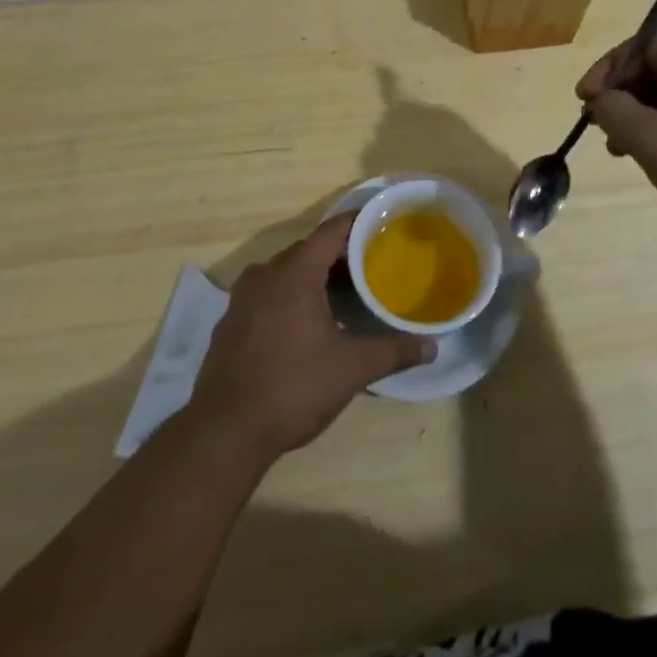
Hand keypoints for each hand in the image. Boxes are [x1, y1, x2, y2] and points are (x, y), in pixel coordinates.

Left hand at [190, 214, 434, 461]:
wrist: (224, 432)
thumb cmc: (292, 388)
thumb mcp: (351, 369)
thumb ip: (392, 351)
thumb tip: (432, 346)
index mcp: (293, 274)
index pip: (331, 232)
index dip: (357, 224)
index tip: (383, 226)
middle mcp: (265, 275)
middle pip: (308, 250)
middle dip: (339, 255)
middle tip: (372, 266)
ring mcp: (242, 299)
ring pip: (285, 273)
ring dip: (314, 277)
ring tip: (345, 293)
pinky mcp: (231, 322)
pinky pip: (267, 294)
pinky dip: (290, 296)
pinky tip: (307, 323)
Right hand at [576, 33, 656, 270]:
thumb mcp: (656, 142)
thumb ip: (616, 111)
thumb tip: (599, 100)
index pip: (646, 47)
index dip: (609, 70)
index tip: (584, 101)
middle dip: (622, 95)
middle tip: (597, 125)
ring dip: (638, 117)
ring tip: (617, 147)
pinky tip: (647, 159)